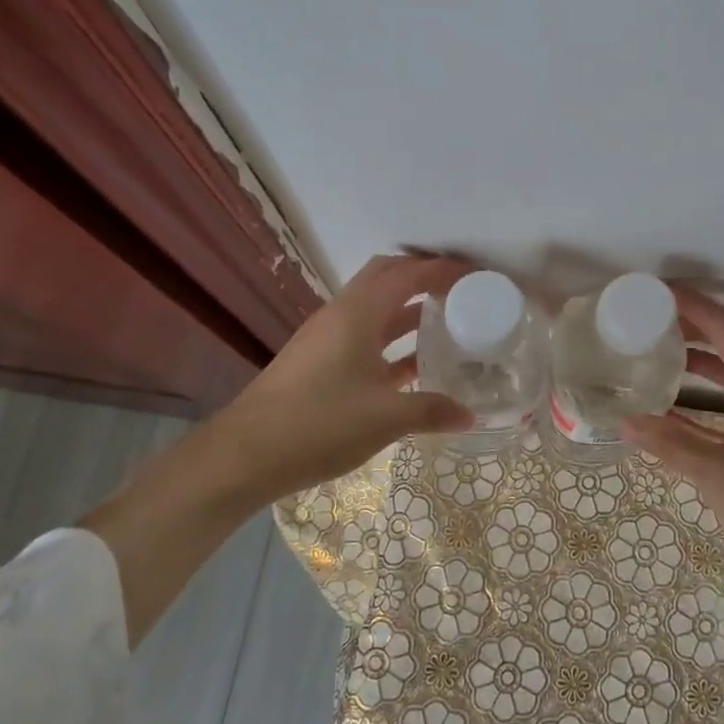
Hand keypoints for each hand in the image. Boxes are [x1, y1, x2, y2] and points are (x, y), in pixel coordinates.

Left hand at [215, 253, 475, 507]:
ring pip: (376, 308)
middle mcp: (342, 315)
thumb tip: (470, 416)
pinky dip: (394, 340)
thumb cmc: (319, 424)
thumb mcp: (385, 418)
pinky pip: (366, 336)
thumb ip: (431, 410)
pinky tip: (417, 365)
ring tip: (449, 322)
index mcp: (357, 313)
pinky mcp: (321, 361)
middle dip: (424, 277)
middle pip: (387, 278)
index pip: (407, 273)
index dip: (443, 269)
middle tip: (461, 291)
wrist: (246, 454)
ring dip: (409, 308)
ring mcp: (328, 338)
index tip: (477, 277)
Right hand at [621, 286, 723, 586]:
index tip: (662, 293)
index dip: (698, 308)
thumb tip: (626, 420)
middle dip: (701, 325)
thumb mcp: (715, 475)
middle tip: (658, 317)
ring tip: (666, 350)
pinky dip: (713, 393)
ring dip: (707, 357)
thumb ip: (670, 444)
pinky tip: (682, 405)